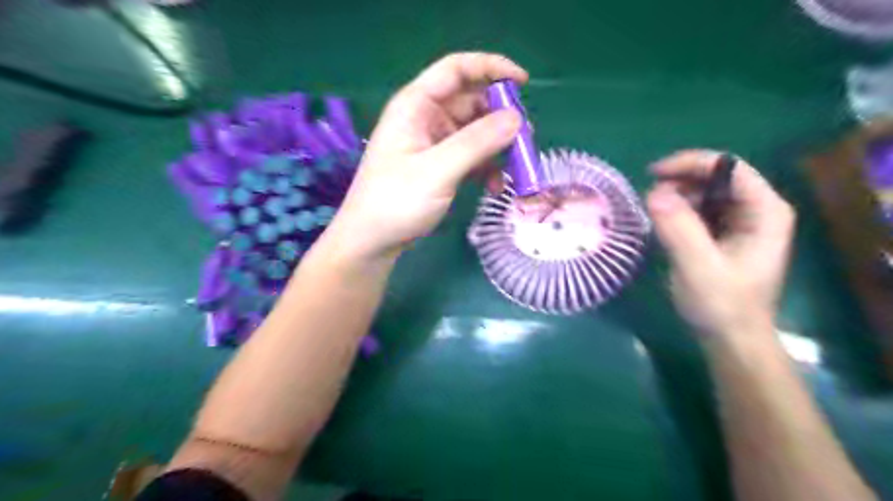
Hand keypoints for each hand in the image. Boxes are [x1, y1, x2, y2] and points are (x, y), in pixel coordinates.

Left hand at [324, 52, 524, 262]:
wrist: (372, 241)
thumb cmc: (396, 201)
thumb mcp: (438, 170)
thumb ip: (477, 142)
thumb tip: (517, 118)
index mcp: (416, 105)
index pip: (456, 69)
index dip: (490, 68)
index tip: (523, 82)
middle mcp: (425, 118)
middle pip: (471, 102)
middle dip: (500, 118)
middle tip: (525, 139)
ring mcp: (432, 144)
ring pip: (474, 132)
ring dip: (497, 147)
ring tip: (515, 167)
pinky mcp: (438, 166)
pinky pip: (470, 157)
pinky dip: (486, 168)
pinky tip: (495, 187)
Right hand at [651, 149, 793, 336]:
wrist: (731, 339)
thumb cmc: (722, 304)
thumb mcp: (698, 267)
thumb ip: (678, 228)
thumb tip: (653, 192)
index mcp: (764, 212)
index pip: (729, 168)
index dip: (691, 164)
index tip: (654, 173)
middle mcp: (755, 211)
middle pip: (716, 178)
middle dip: (680, 182)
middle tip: (648, 198)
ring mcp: (740, 223)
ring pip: (704, 194)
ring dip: (676, 198)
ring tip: (652, 213)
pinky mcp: (723, 236)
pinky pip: (698, 211)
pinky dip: (677, 212)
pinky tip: (662, 225)